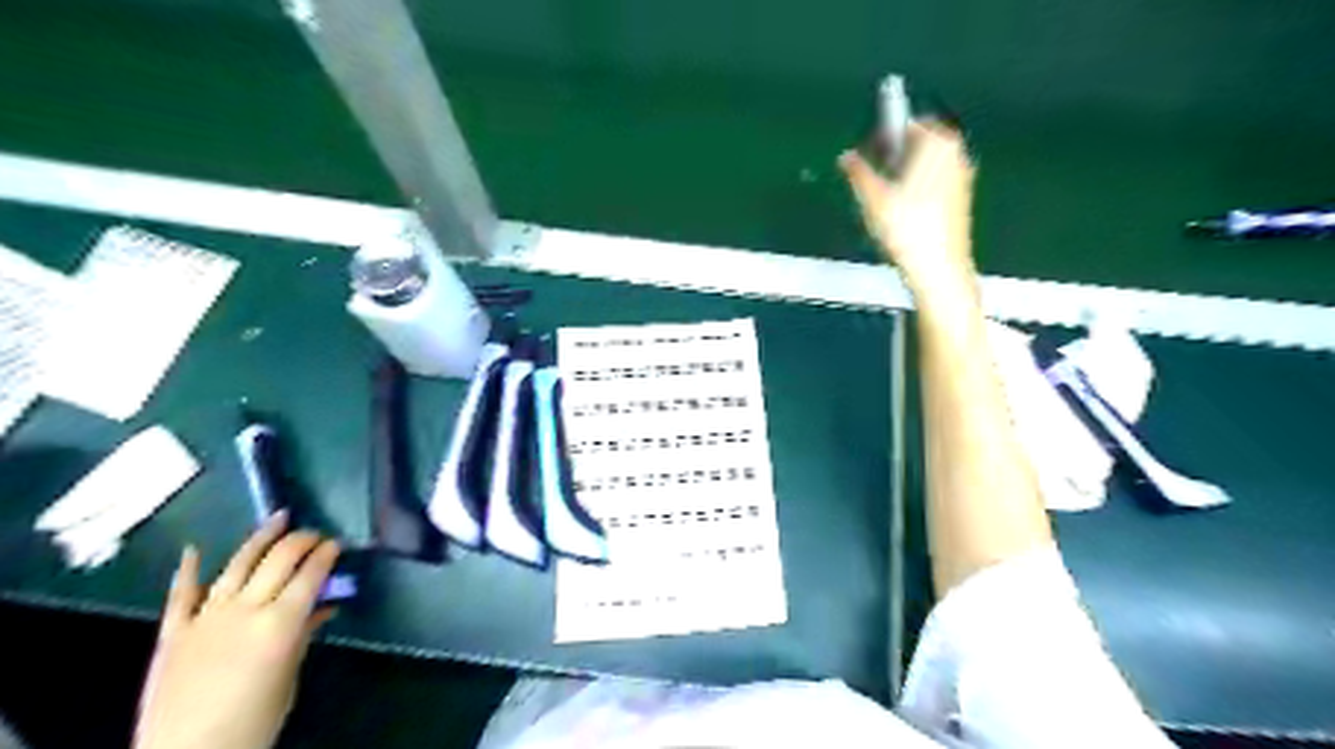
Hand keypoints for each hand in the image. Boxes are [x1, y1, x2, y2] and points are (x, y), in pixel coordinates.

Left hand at [132, 513, 340, 748]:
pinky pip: (181, 594)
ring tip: (278, 518)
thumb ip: (303, 636)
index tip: (338, 543)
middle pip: (279, 560)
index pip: (310, 574)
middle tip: (316, 534)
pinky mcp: (173, 632)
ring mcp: (205, 617)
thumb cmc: (253, 723)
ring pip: (238, 565)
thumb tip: (322, 608)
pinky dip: (188, 570)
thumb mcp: (289, 678)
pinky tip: (194, 549)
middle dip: (302, 541)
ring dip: (260, 538)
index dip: (327, 554)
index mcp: (280, 623)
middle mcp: (245, 609)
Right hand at [844, 120, 976, 305]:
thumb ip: (857, 172)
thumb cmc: (906, 228)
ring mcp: (962, 176)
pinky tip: (902, 215)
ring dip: (904, 173)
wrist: (938, 268)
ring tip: (885, 200)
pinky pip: (934, 182)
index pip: (906, 123)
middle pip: (919, 143)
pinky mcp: (961, 199)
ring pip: (926, 164)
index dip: (883, 136)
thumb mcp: (872, 198)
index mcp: (937, 143)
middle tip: (873, 178)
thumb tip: (846, 157)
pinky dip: (917, 189)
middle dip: (895, 155)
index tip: (868, 154)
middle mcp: (956, 153)